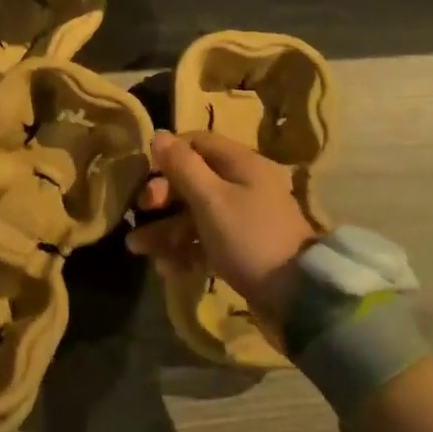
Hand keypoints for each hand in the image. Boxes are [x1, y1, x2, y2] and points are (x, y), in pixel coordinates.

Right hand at [126, 130, 319, 323]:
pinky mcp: (240, 248)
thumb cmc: (249, 237)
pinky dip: (184, 251)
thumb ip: (182, 166)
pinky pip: (205, 241)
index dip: (168, 155)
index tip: (146, 174)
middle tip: (141, 211)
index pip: (197, 143)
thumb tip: (159, 135)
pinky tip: (166, 268)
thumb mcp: (211, 198)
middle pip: (192, 180)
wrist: (295, 296)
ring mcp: (242, 219)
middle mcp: (242, 185)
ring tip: (136, 248)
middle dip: (161, 197)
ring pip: (194, 214)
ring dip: (164, 229)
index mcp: (240, 164)